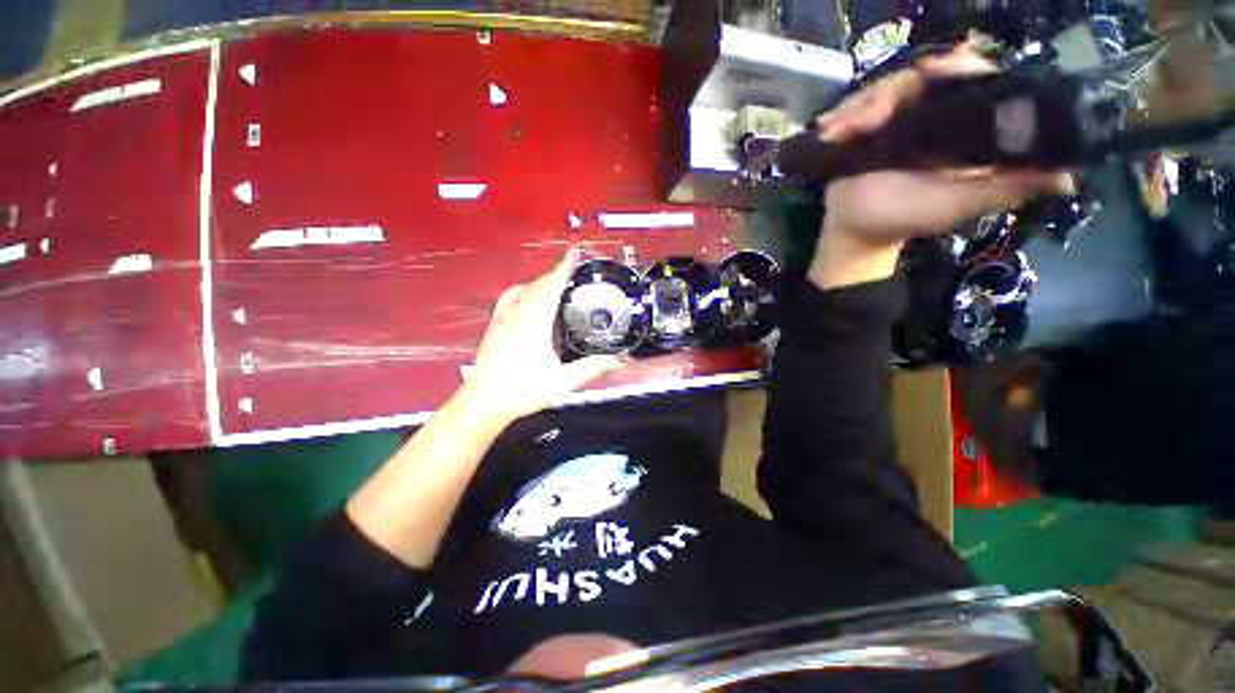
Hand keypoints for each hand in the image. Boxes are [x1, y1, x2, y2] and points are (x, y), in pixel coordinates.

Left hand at [460, 250, 623, 423]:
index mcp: (534, 322)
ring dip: (538, 282)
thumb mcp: (563, 381)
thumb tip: (616, 362)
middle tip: (570, 272)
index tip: (573, 254)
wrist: (483, 403)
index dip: (563, 269)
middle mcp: (516, 315)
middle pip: (536, 285)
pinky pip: (508, 300)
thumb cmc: (522, 391)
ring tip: (552, 284)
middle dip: (554, 274)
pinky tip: (526, 302)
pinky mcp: (493, 328)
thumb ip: (591, 368)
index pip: (551, 287)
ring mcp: (501, 320)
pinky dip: (521, 292)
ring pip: (521, 290)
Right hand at [810, 42, 1072, 288]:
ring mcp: (897, 120)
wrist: (854, 231)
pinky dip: (844, 115)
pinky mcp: (866, 129)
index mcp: (965, 126)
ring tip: (845, 132)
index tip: (935, 70)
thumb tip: (1067, 176)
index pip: (974, 78)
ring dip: (861, 107)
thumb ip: (1005, 188)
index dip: (959, 67)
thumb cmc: (904, 219)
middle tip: (872, 118)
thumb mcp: (958, 204)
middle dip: (895, 91)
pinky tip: (831, 130)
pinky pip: (857, 106)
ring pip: (886, 88)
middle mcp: (934, 115)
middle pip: (923, 76)